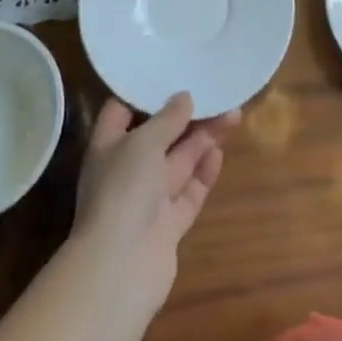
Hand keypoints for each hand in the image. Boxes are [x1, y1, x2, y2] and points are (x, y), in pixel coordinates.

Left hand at [69, 93, 239, 314]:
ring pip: (179, 162)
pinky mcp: (169, 224)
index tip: (171, 72)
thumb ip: (167, 119)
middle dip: (186, 116)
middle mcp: (127, 170)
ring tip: (233, 114)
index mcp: (108, 146)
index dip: (144, 92)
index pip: (122, 110)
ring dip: (203, 139)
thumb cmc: (123, 190)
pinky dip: (204, 173)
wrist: (120, 268)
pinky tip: (221, 153)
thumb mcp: (143, 143)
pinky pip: (190, 191)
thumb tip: (184, 96)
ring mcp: (148, 199)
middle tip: (217, 93)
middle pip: (159, 135)